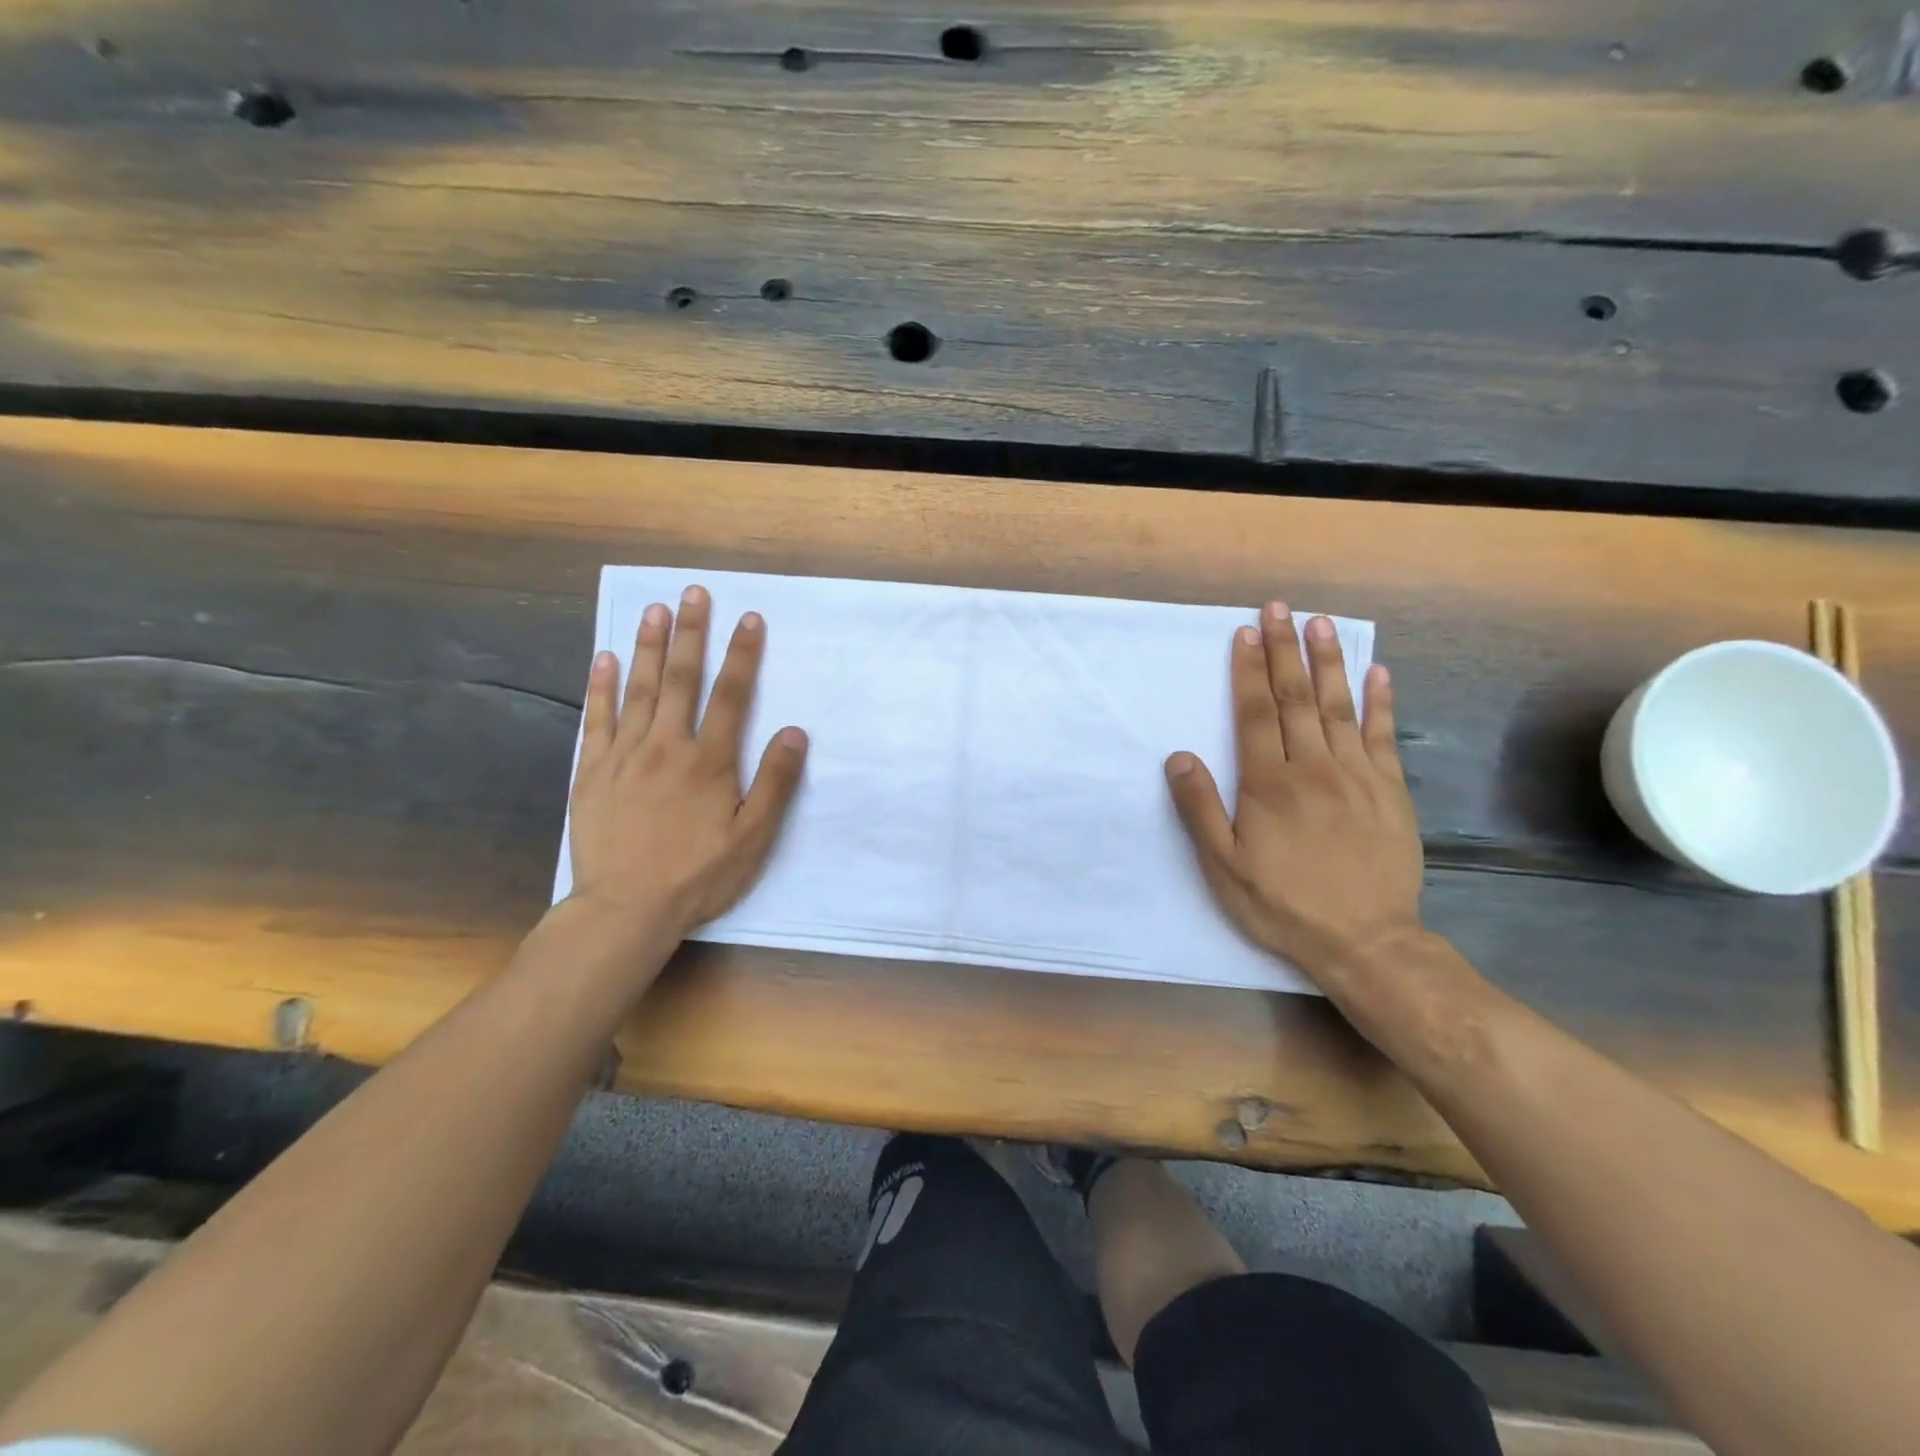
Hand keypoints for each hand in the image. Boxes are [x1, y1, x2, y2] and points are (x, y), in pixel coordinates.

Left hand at [567, 585, 807, 945]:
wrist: (625, 910)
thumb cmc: (698, 876)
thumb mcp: (753, 838)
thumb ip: (775, 782)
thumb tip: (794, 732)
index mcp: (709, 761)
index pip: (731, 695)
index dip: (743, 655)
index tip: (750, 619)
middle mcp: (667, 746)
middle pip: (681, 679)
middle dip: (691, 633)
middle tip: (694, 593)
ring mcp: (624, 756)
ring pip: (639, 689)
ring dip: (649, 646)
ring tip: (655, 609)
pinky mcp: (592, 772)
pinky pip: (597, 719)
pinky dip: (601, 686)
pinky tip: (606, 658)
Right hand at [1165, 603, 1422, 983]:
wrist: (1364, 941)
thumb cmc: (1282, 904)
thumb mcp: (1223, 866)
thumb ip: (1199, 808)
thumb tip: (1179, 756)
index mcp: (1269, 783)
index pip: (1256, 713)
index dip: (1248, 670)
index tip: (1245, 633)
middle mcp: (1313, 767)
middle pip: (1296, 697)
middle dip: (1284, 649)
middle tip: (1278, 608)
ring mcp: (1357, 775)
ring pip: (1339, 706)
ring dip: (1328, 661)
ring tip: (1321, 622)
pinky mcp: (1391, 790)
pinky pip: (1384, 735)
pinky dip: (1381, 701)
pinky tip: (1378, 672)